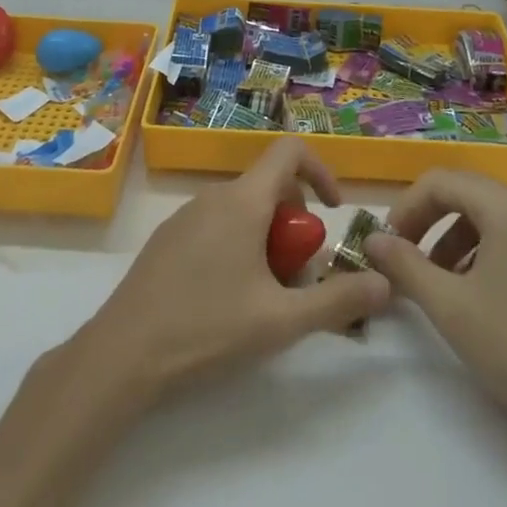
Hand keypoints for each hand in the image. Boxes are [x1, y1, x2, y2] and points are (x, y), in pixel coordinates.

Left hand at [78, 138, 390, 401]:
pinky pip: (216, 225)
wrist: (121, 355)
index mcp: (244, 201)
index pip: (290, 152)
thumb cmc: (206, 329)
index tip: (332, 211)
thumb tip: (386, 284)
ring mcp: (185, 215)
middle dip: (294, 223)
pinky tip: (225, 299)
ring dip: (266, 238)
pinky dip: (237, 245)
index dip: (320, 171)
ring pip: (242, 209)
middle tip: (297, 275)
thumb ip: (338, 301)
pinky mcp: (167, 239)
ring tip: (264, 295)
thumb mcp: (281, 321)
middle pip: (269, 187)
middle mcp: (215, 196)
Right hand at [365, 170, 506, 440]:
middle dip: (424, 219)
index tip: (385, 243)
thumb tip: (371, 239)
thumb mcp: (449, 305)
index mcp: (506, 207)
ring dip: (447, 237)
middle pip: (461, 191)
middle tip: (400, 255)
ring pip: (481, 215)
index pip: (440, 181)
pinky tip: (464, 290)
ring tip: (429, 279)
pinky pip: (502, 235)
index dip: (405, 207)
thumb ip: (404, 265)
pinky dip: (473, 251)